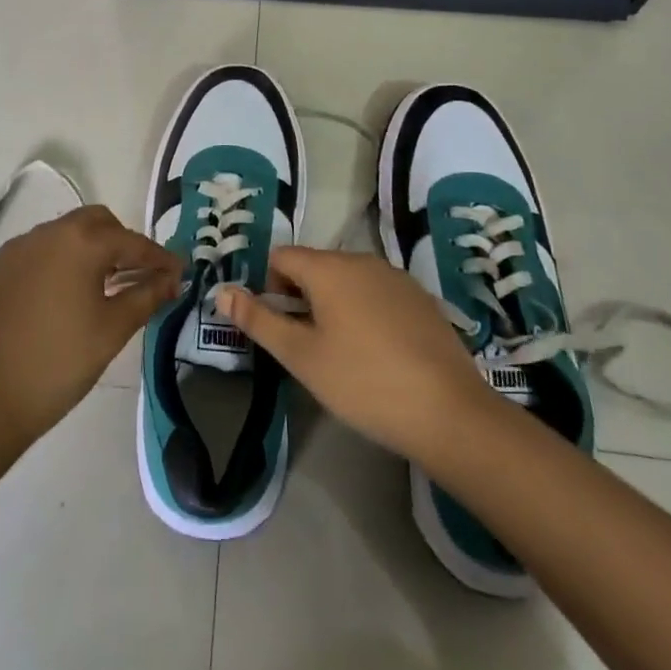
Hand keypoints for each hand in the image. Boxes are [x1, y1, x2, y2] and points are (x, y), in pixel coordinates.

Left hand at [0, 205, 180, 445]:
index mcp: (80, 242)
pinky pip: (41, 250)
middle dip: (123, 243)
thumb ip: (146, 296)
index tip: (179, 273)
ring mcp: (19, 248)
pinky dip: (63, 260)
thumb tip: (171, 279)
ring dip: (91, 249)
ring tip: (106, 286)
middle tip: (140, 274)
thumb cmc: (59, 363)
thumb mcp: (112, 330)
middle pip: (97, 223)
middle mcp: (48, 232)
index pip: (131, 242)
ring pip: (67, 233)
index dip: (159, 258)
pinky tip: (68, 294)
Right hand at [216, 247, 487, 464]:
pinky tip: (378, 354)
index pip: (281, 257)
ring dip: (333, 305)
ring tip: (342, 354)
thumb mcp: (301, 356)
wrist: (449, 412)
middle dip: (301, 298)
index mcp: (329, 268)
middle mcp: (362, 260)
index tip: (280, 328)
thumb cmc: (363, 383)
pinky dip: (365, 312)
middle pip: (314, 266)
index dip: (270, 288)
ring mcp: (396, 277)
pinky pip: (377, 292)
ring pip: (347, 280)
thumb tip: (221, 291)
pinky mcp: (421, 298)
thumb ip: (258, 320)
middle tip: (307, 347)